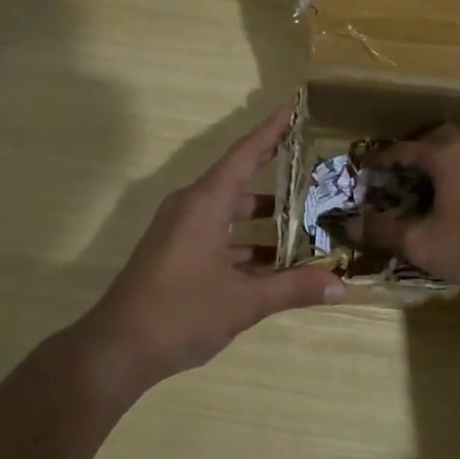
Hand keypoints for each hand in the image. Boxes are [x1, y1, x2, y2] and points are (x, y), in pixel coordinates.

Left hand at [83, 106, 343, 386]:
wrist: (117, 349)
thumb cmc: (181, 313)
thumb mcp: (244, 301)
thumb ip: (294, 289)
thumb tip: (342, 286)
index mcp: (205, 203)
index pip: (244, 154)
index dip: (271, 131)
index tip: (293, 110)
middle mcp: (190, 207)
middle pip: (238, 180)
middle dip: (274, 175)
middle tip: (312, 168)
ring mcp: (179, 230)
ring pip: (227, 212)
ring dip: (261, 218)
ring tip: (304, 220)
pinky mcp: (174, 252)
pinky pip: (215, 234)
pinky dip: (243, 242)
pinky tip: (272, 263)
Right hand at [352, 124, 459, 289]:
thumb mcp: (422, 243)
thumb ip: (384, 231)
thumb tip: (350, 225)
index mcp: (444, 155)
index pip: (403, 149)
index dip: (380, 159)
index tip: (364, 169)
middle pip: (436, 138)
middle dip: (414, 152)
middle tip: (398, 173)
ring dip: (439, 165)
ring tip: (426, 189)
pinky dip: (459, 178)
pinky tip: (458, 204)